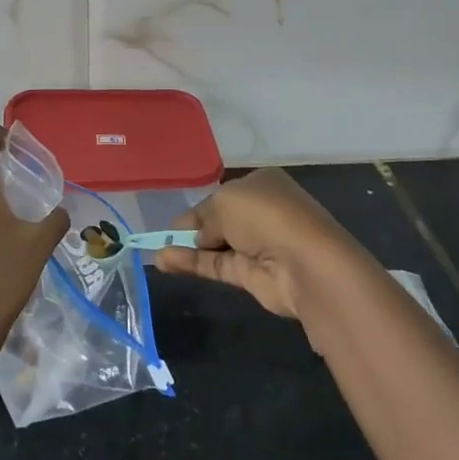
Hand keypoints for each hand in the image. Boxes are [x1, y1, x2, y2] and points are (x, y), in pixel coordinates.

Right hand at [154, 167, 356, 318]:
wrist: (304, 262)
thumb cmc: (265, 214)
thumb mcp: (223, 201)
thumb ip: (204, 218)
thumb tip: (197, 236)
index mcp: (261, 184)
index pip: (223, 194)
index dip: (199, 206)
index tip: (174, 219)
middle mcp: (260, 213)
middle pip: (219, 220)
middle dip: (192, 227)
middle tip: (161, 236)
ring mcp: (257, 245)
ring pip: (214, 245)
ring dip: (186, 247)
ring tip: (154, 252)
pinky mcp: (251, 275)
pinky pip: (215, 265)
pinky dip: (191, 262)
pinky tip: (165, 261)